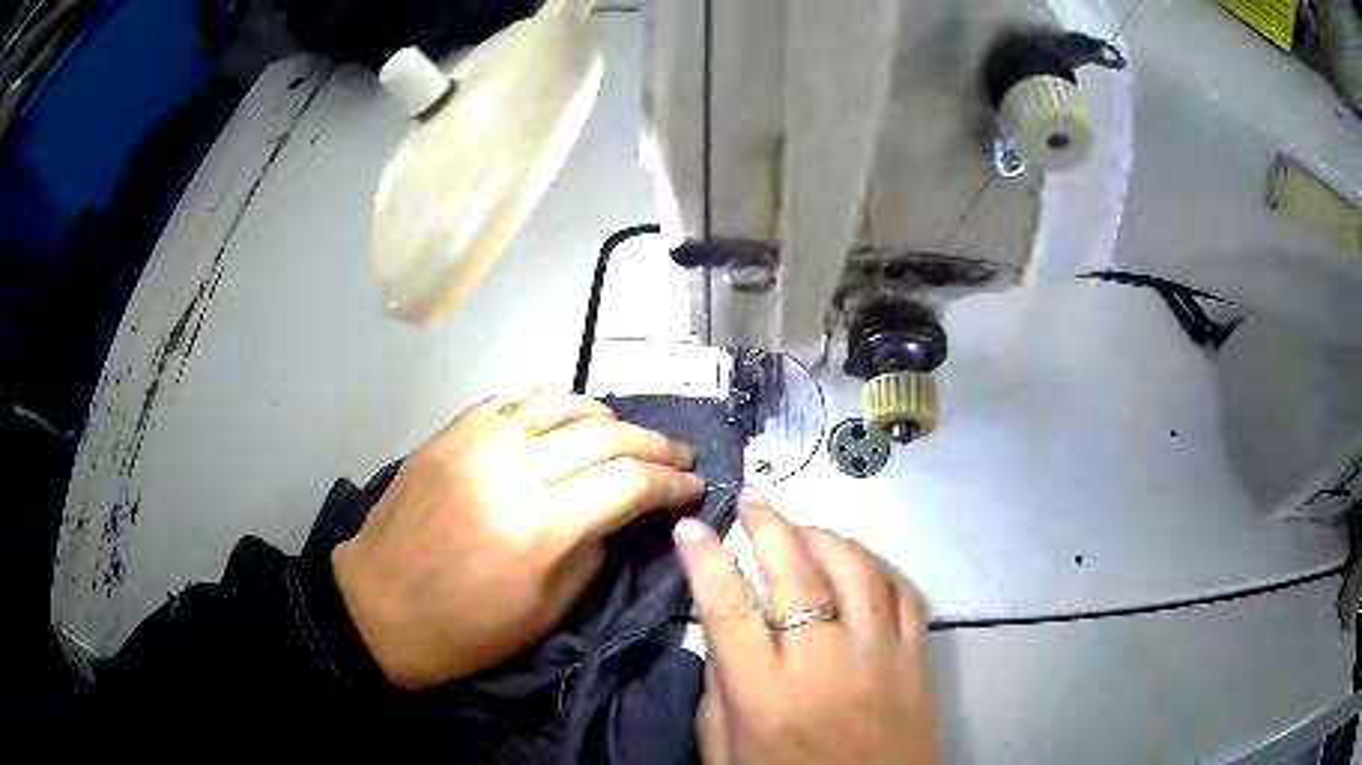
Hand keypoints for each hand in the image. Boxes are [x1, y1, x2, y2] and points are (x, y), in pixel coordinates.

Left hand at [332, 391, 704, 689]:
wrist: (378, 608)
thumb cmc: (466, 629)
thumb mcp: (548, 610)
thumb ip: (594, 550)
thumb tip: (620, 512)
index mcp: (540, 527)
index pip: (628, 482)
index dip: (671, 482)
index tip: (694, 485)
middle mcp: (511, 469)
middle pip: (603, 434)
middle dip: (653, 443)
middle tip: (677, 455)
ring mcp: (475, 442)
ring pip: (559, 403)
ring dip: (604, 414)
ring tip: (625, 432)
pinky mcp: (449, 433)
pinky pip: (512, 401)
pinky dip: (550, 406)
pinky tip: (564, 422)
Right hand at [674, 492, 938, 764]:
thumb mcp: (727, 755)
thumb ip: (718, 696)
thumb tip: (720, 637)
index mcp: (767, 695)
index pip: (729, 608)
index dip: (705, 560)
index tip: (691, 526)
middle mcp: (825, 664)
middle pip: (797, 573)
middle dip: (768, 525)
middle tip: (752, 498)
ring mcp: (881, 655)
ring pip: (856, 569)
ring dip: (825, 537)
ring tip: (801, 528)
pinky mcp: (917, 656)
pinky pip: (904, 591)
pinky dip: (878, 565)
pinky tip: (858, 561)